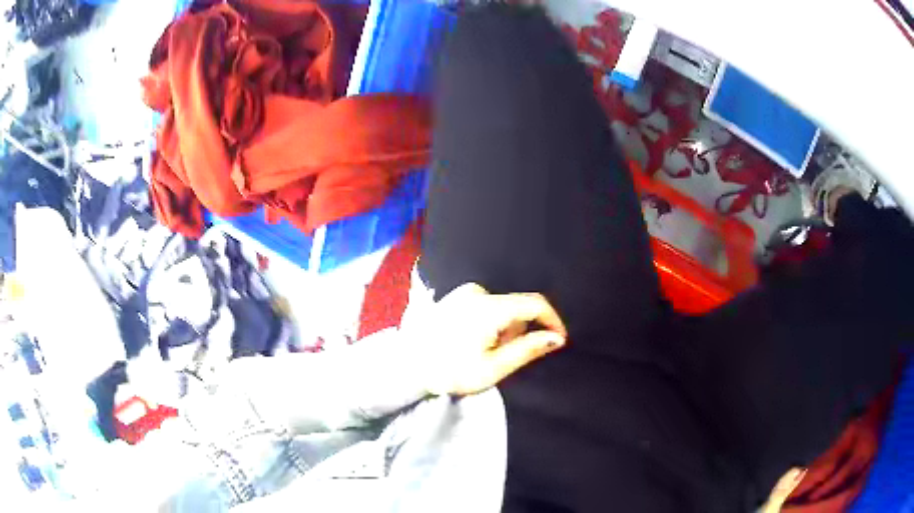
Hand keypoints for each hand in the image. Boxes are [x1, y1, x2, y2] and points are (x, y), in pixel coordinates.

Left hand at [409, 283, 567, 396]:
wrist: (406, 367)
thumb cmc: (450, 372)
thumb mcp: (493, 368)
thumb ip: (528, 350)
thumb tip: (557, 338)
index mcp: (488, 307)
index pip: (535, 303)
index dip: (552, 320)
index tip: (559, 339)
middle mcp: (477, 292)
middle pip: (516, 308)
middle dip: (519, 332)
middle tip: (501, 358)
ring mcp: (462, 292)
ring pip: (501, 308)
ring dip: (502, 330)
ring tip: (481, 354)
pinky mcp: (453, 297)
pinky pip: (485, 306)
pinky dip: (488, 324)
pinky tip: (470, 342)